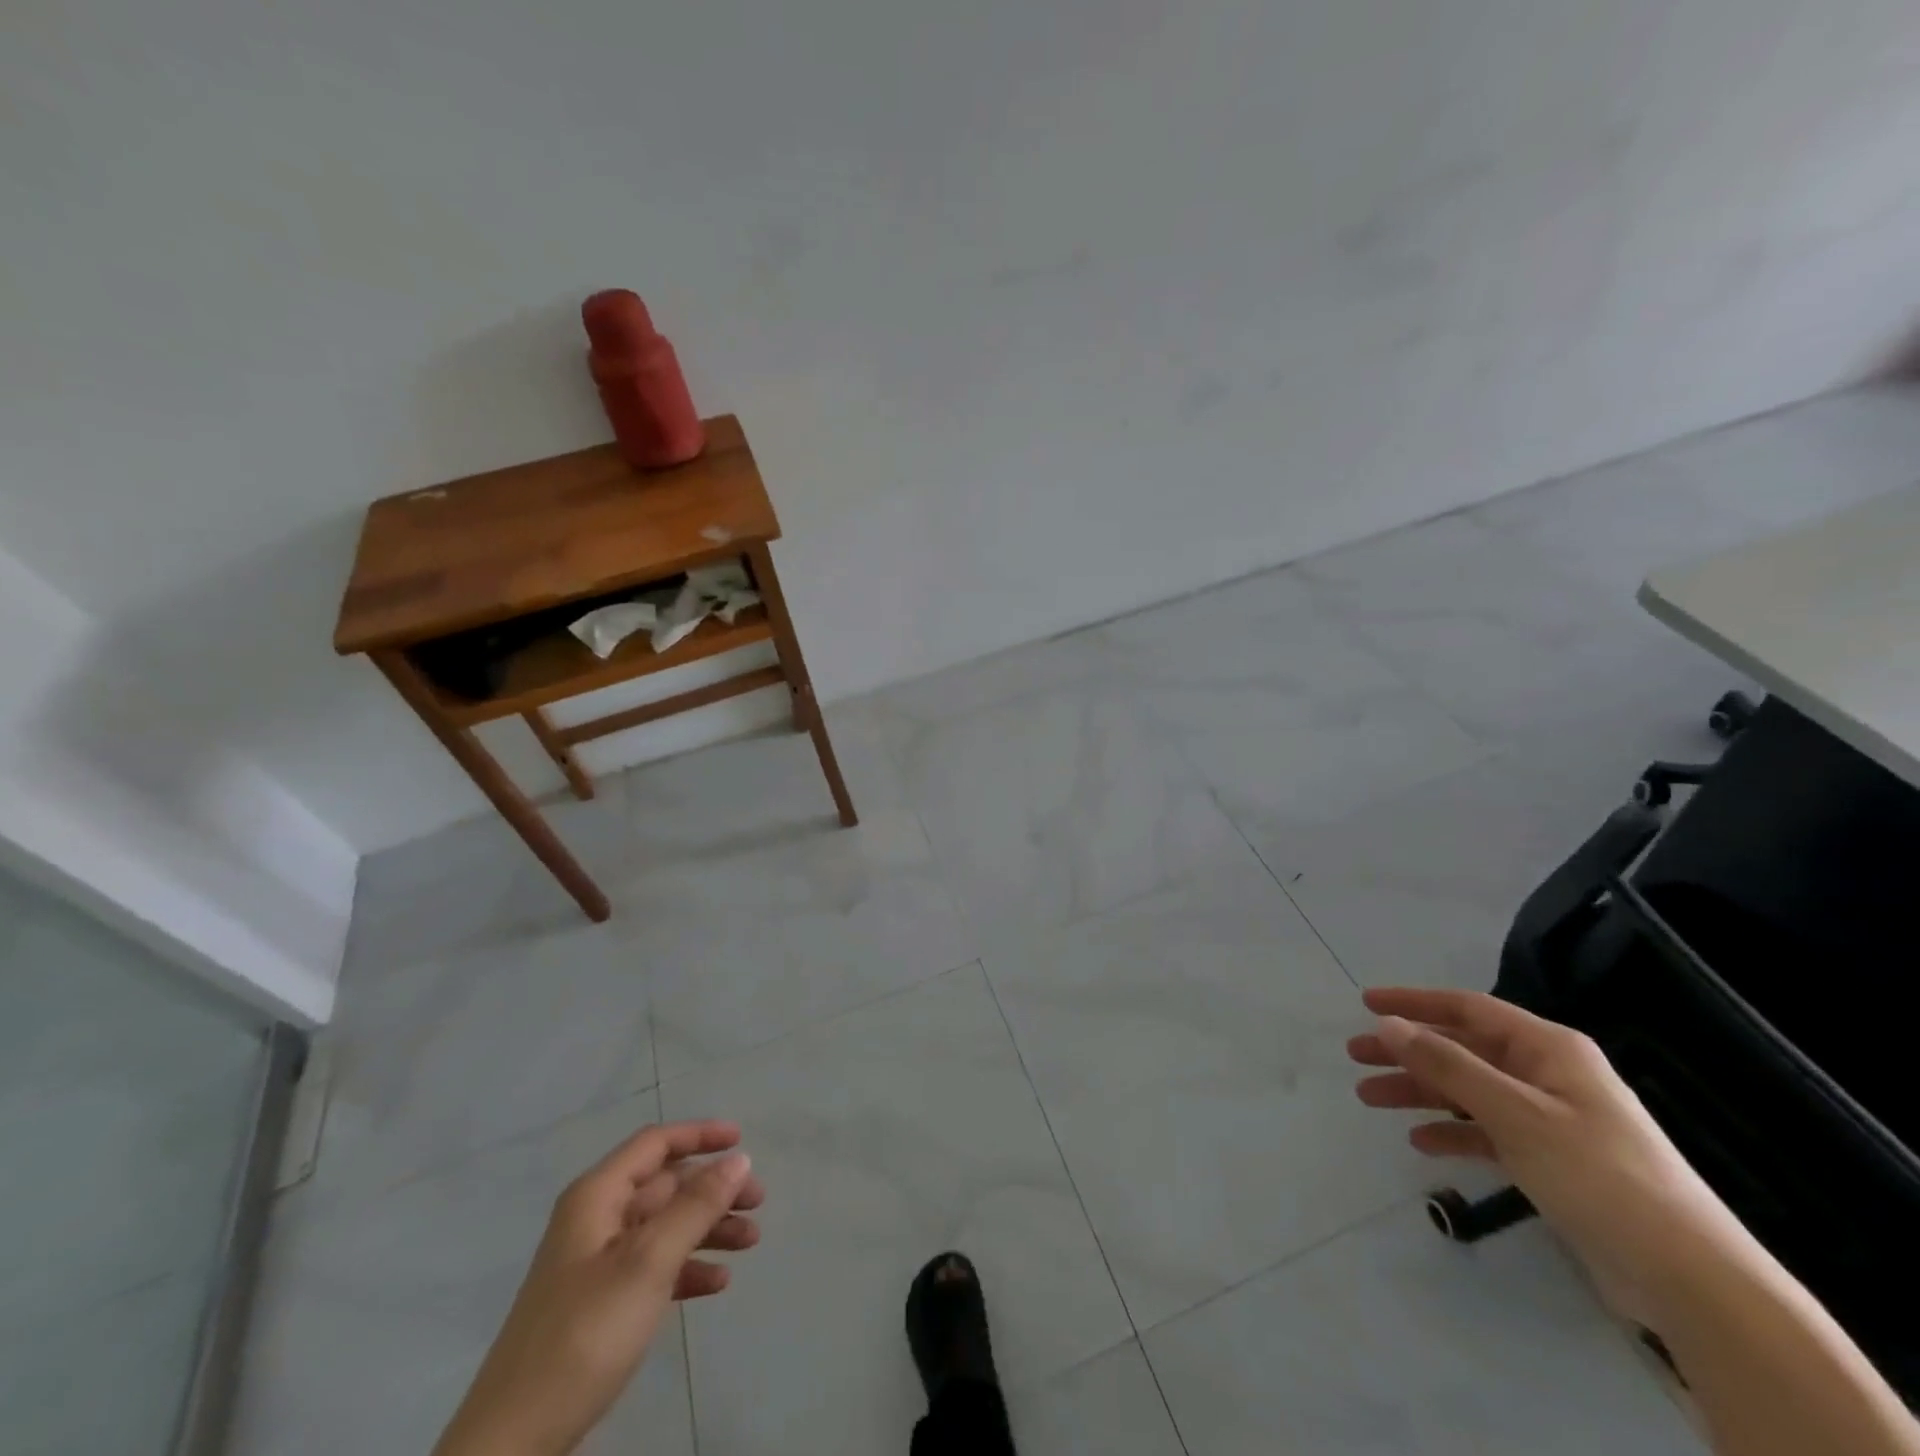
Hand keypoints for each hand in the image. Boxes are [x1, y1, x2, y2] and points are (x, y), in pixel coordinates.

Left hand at [433, 1120, 764, 1455]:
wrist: (511, 1445)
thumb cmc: (584, 1335)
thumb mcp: (647, 1263)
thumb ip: (696, 1206)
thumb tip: (739, 1159)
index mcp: (597, 1197)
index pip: (655, 1144)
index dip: (700, 1135)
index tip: (743, 1142)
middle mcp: (595, 1220)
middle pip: (665, 1186)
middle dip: (713, 1189)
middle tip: (758, 1202)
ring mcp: (595, 1265)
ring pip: (664, 1227)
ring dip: (708, 1228)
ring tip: (750, 1242)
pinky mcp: (599, 1307)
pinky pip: (653, 1268)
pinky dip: (687, 1268)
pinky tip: (717, 1284)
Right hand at [1348, 987, 1735, 1294]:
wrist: (1690, 1279)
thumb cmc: (1598, 1176)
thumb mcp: (1515, 1113)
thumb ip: (1448, 1065)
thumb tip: (1389, 1024)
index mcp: (1548, 1049)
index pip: (1467, 1009)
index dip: (1414, 1003)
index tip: (1364, 1004)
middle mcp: (1547, 1074)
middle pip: (1462, 1049)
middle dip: (1408, 1052)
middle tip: (1356, 1056)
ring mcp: (1551, 1118)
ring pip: (1469, 1090)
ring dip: (1421, 1092)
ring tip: (1370, 1099)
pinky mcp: (1553, 1160)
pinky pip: (1488, 1131)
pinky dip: (1453, 1132)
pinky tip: (1422, 1142)